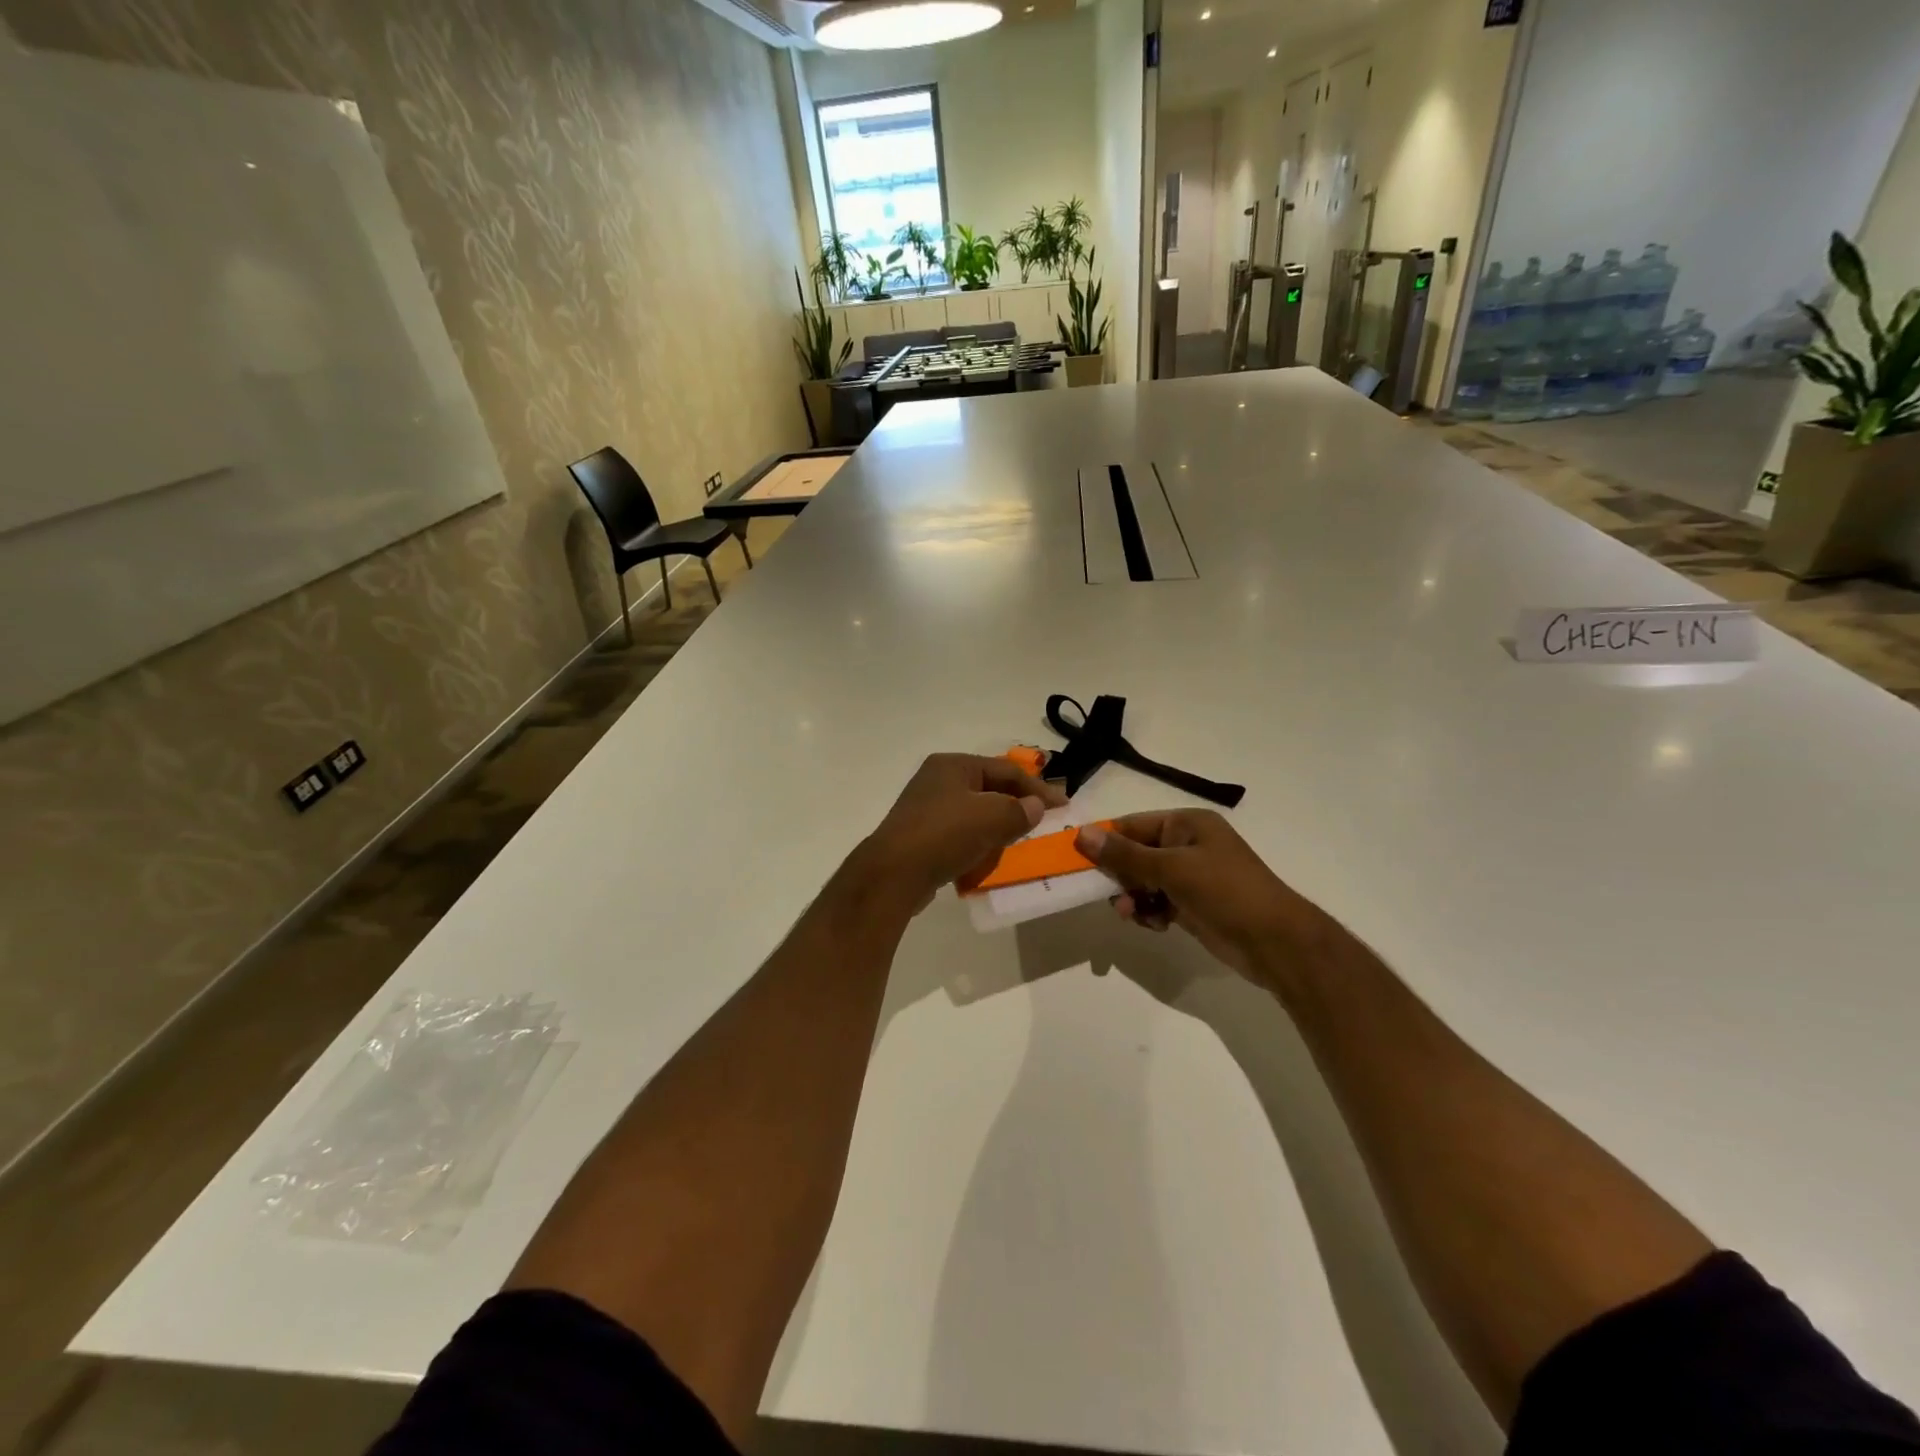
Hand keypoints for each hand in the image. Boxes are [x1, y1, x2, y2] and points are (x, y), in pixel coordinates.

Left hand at [861, 754, 1067, 911]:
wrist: (894, 874)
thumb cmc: (945, 834)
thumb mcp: (991, 817)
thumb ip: (1019, 810)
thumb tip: (1035, 807)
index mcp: (952, 764)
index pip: (1005, 769)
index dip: (1037, 787)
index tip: (1063, 805)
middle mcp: (937, 779)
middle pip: (989, 788)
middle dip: (1016, 805)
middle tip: (1042, 821)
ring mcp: (925, 808)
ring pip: (974, 812)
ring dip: (997, 826)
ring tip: (1018, 841)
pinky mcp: (920, 836)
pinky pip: (959, 834)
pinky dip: (977, 843)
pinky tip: (988, 858)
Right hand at [1075, 811, 1331, 988]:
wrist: (1276, 943)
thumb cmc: (1226, 892)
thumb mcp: (1172, 869)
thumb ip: (1125, 854)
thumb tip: (1083, 834)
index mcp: (1187, 824)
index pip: (1133, 825)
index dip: (1105, 840)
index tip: (1076, 858)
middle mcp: (1187, 845)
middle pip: (1136, 854)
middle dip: (1120, 875)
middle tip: (1107, 895)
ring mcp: (1191, 876)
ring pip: (1144, 881)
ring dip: (1134, 897)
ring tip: (1133, 915)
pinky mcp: (1192, 904)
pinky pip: (1157, 902)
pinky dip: (1150, 912)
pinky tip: (1155, 925)